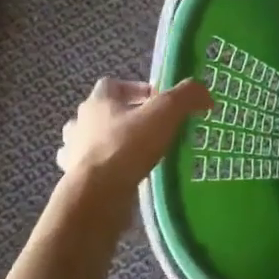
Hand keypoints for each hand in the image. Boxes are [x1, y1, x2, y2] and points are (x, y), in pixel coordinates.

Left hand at [57, 77, 211, 189]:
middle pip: (103, 112)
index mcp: (97, 101)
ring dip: (113, 143)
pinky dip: (107, 170)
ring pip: (94, 140)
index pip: (112, 84)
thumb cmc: (127, 146)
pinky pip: (92, 169)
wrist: (96, 195)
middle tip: (153, 128)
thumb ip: (186, 97)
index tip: (158, 101)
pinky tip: (125, 177)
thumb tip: (204, 93)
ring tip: (139, 154)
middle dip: (126, 117)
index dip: (135, 88)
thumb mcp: (164, 113)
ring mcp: (74, 152)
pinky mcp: (75, 179)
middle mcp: (80, 123)